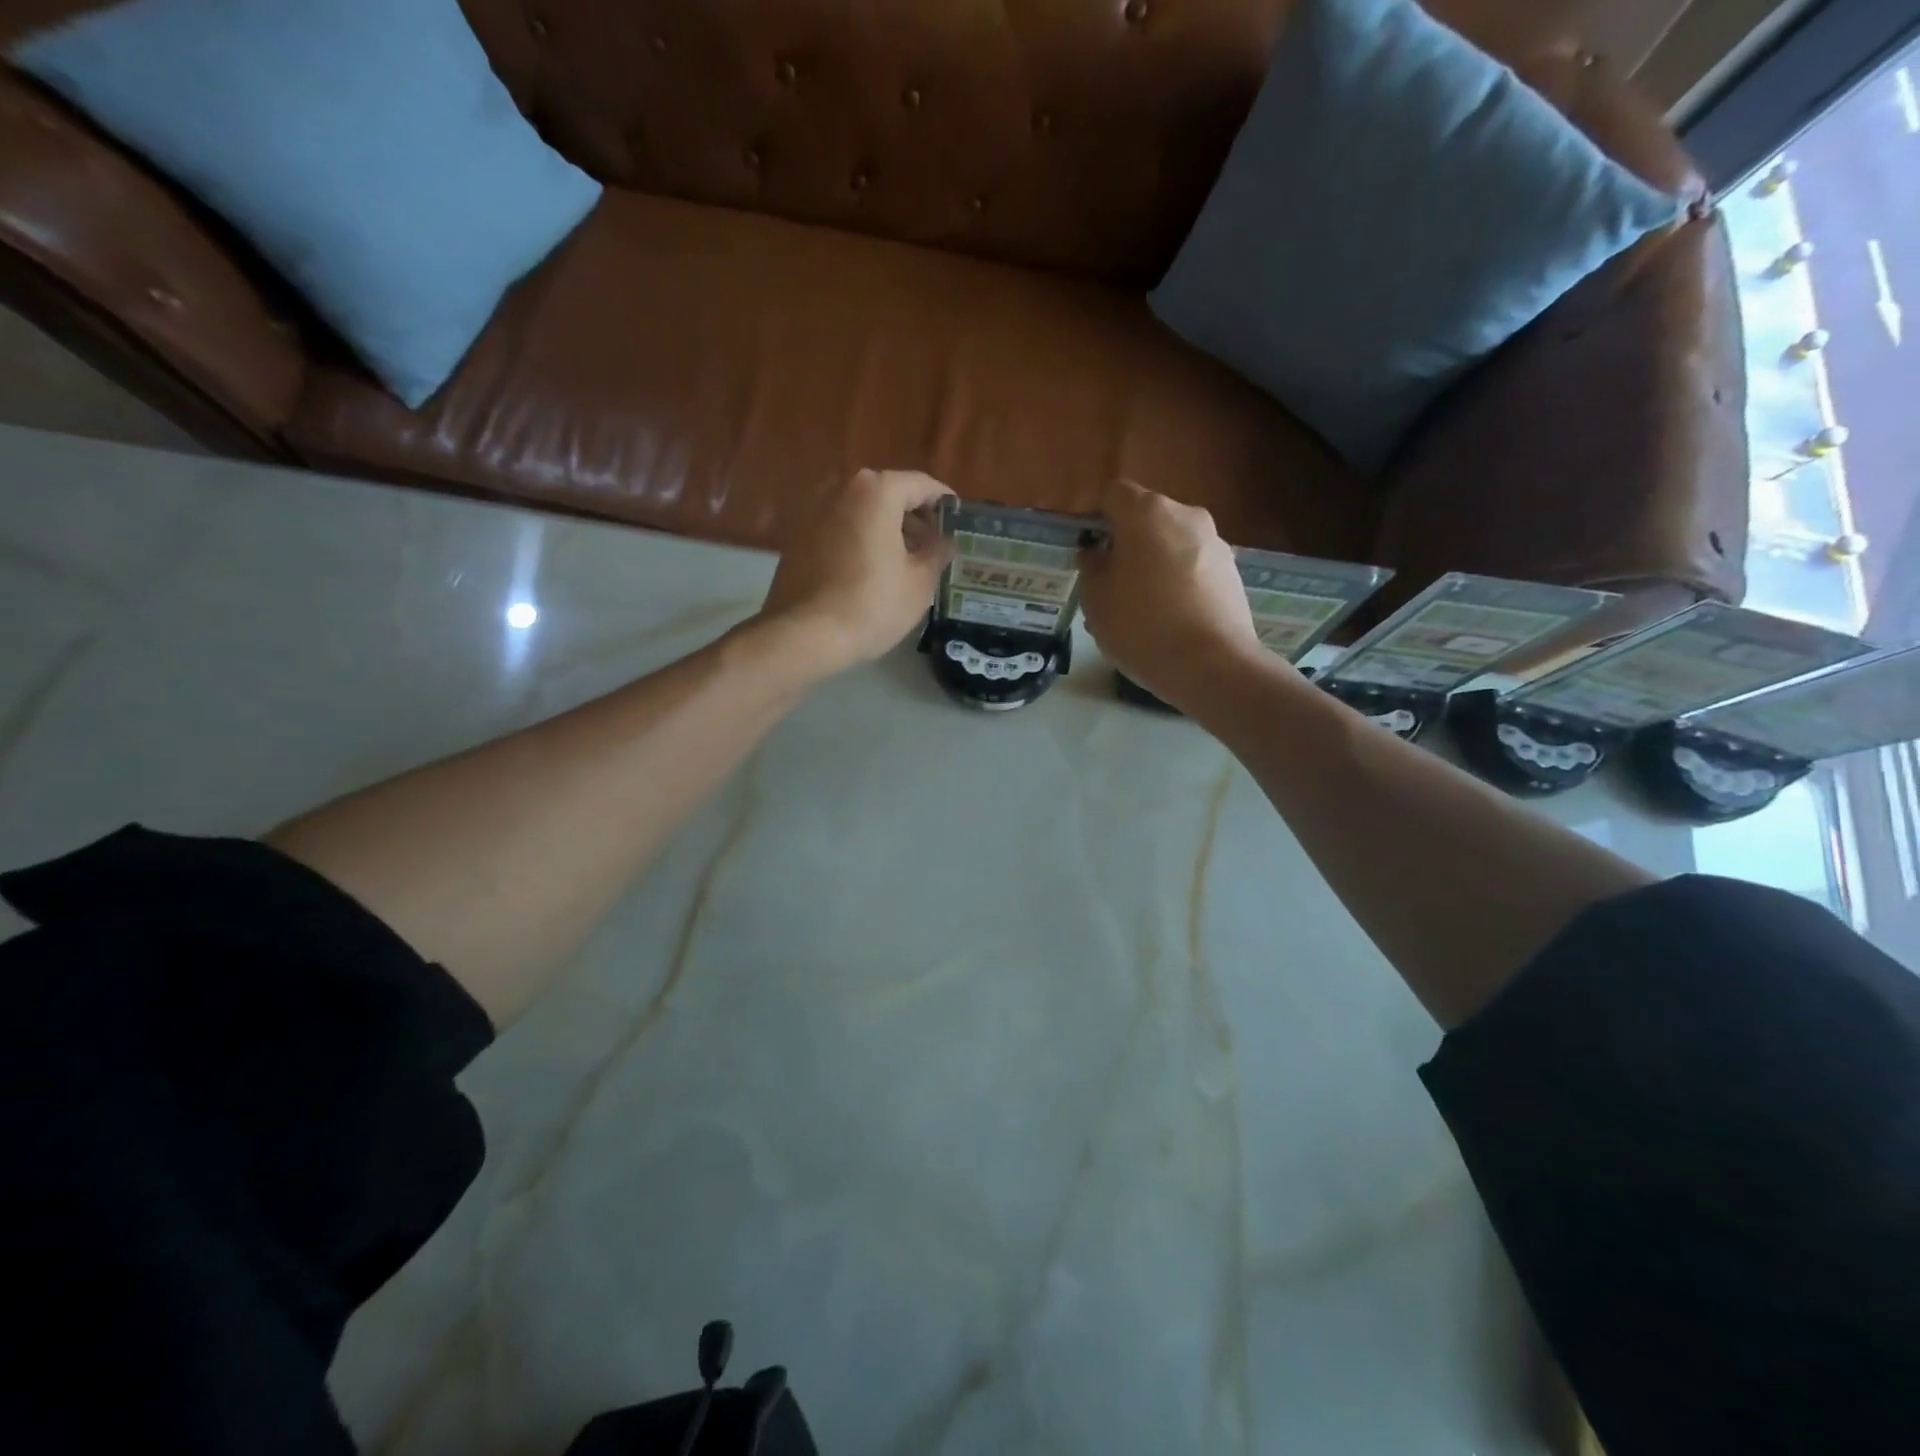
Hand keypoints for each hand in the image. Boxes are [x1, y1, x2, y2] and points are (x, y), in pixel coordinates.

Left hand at [757, 469, 954, 677]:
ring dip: (887, 530)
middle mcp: (842, 490)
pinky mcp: (799, 538)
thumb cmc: (871, 605)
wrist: (805, 635)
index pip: (922, 484)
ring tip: (907, 562)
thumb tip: (946, 541)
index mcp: (876, 492)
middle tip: (935, 546)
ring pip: (863, 513)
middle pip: (889, 495)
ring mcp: (815, 512)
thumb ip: (938, 552)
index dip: (945, 503)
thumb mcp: (920, 582)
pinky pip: (841, 530)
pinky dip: (861, 541)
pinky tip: (872, 572)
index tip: (960, 523)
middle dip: (915, 518)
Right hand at [1078, 479, 1265, 710]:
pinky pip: (1194, 567)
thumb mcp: (1097, 601)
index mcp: (1147, 513)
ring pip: (1172, 544)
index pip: (1113, 495)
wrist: (1211, 666)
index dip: (1097, 519)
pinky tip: (1170, 619)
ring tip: (1142, 609)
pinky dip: (1179, 582)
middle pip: (1147, 519)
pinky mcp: (1232, 572)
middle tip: (1112, 584)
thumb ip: (1092, 569)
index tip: (1089, 551)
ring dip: (1154, 564)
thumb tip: (1096, 554)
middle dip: (1128, 544)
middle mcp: (1186, 516)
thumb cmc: (1141, 627)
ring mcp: (1215, 543)